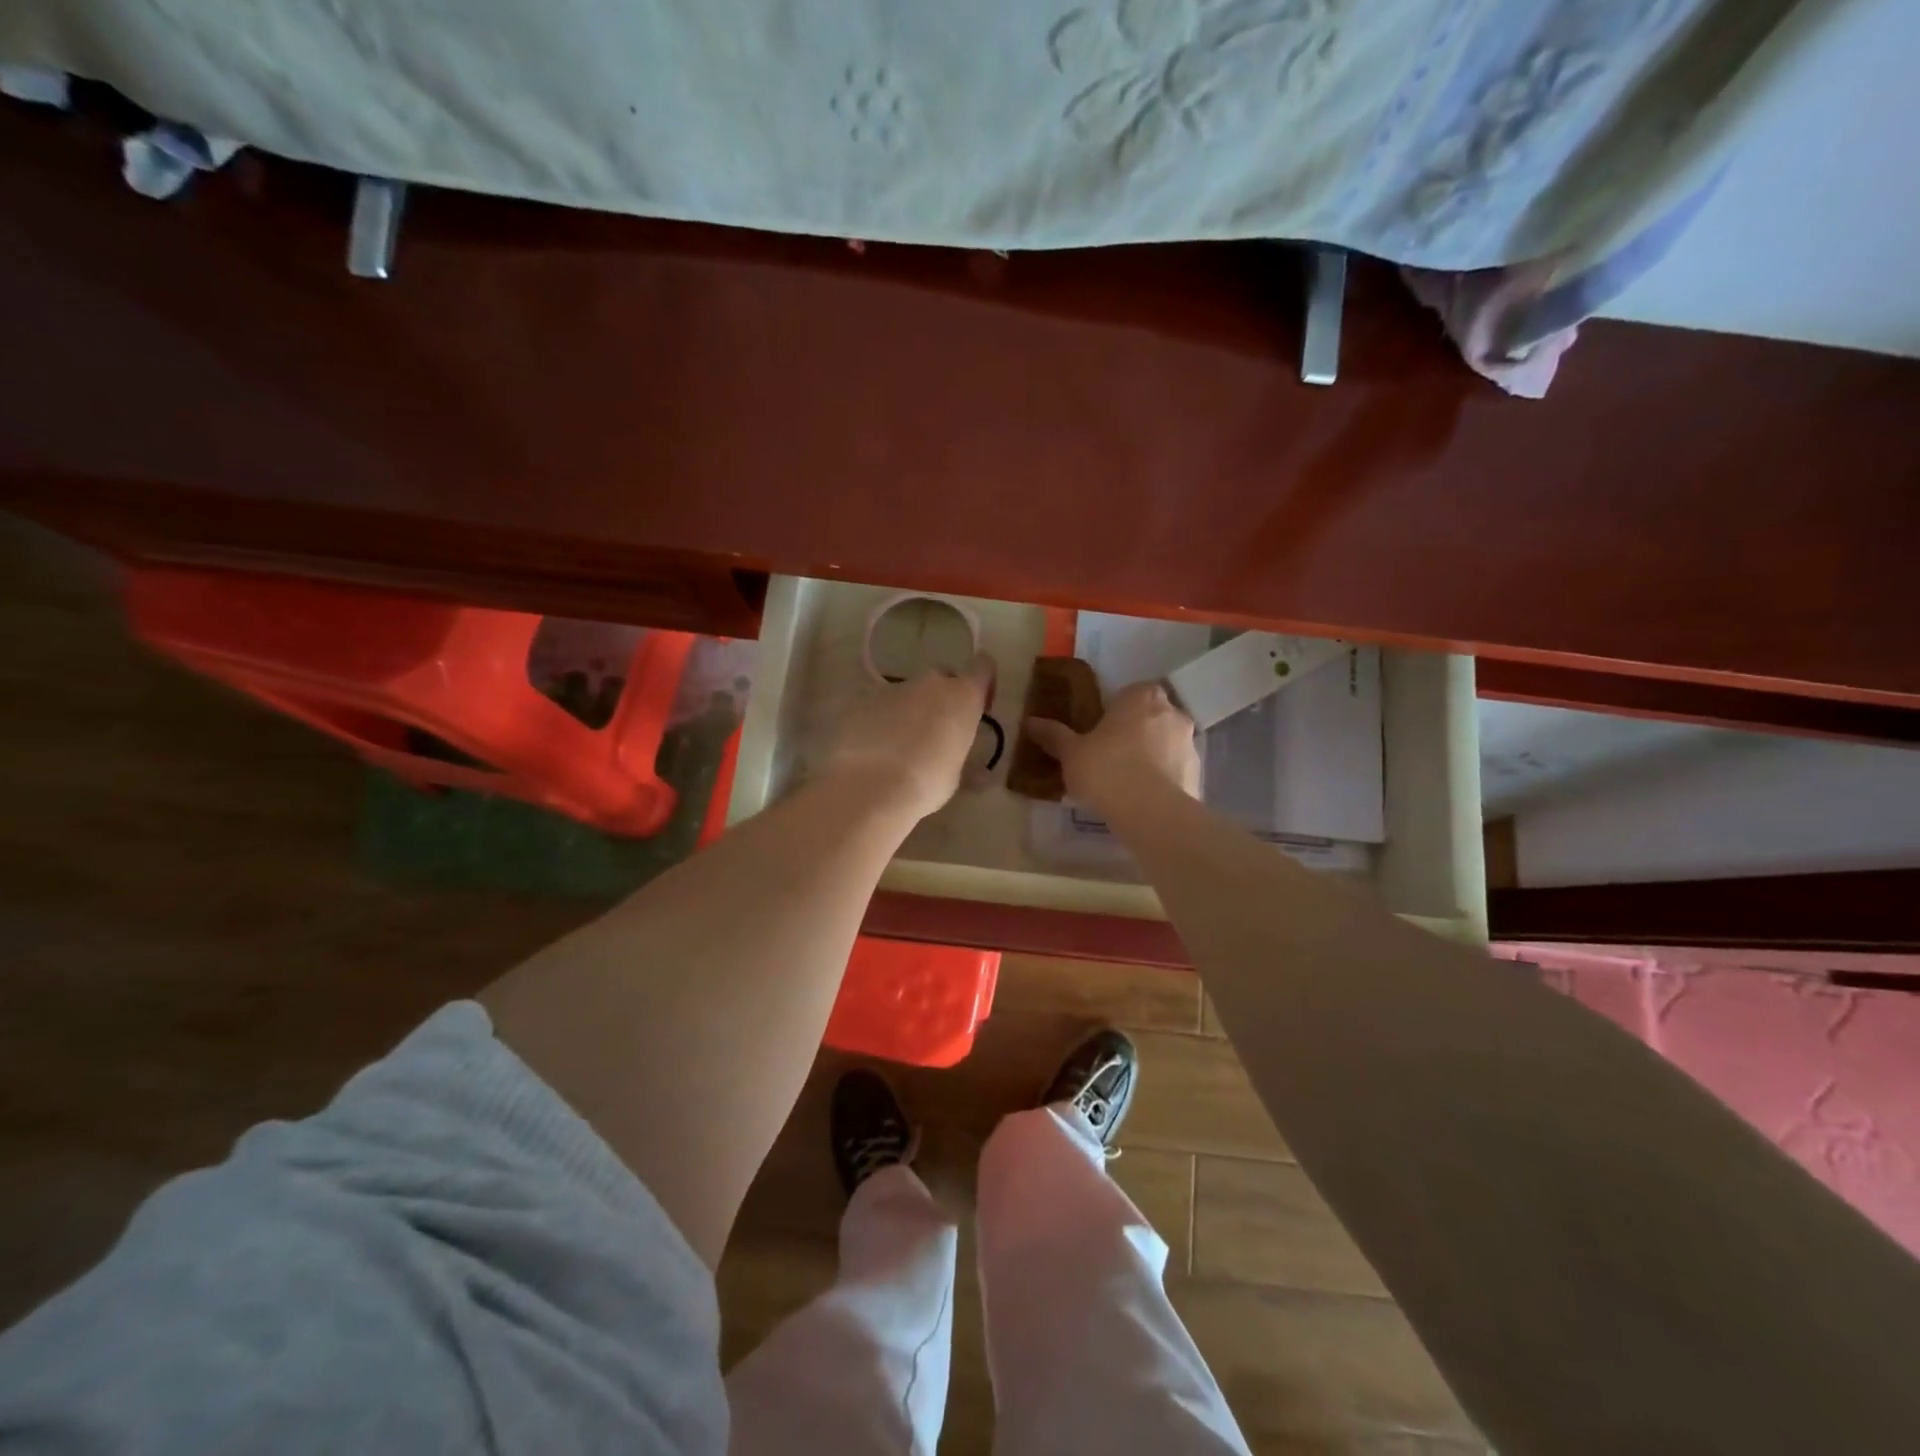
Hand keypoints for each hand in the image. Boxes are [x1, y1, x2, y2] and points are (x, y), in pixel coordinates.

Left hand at [822, 652, 996, 821]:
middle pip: (943, 679)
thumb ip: (963, 761)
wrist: (869, 786)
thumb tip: (979, 774)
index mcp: (962, 697)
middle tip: (938, 732)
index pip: (983, 667)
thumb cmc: (926, 783)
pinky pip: (879, 706)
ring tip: (901, 747)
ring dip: (910, 711)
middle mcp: (930, 683)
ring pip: (908, 693)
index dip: (984, 683)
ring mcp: (892, 688)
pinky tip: (875, 749)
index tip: (980, 706)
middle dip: (943, 700)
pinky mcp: (862, 700)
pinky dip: (881, 720)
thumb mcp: (955, 777)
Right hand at [1025, 680, 1200, 812]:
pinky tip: (1142, 799)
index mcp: (1141, 697)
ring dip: (1151, 756)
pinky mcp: (1198, 774)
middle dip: (1134, 732)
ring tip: (1125, 782)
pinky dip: (1162, 779)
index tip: (1098, 731)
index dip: (1114, 711)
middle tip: (1109, 755)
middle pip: (1150, 716)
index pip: (1129, 692)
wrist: (1151, 812)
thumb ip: (1054, 735)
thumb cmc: (1107, 770)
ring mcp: (1190, 744)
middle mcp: (1172, 712)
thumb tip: (1030, 722)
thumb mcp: (1071, 753)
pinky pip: (1175, 771)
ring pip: (1165, 743)